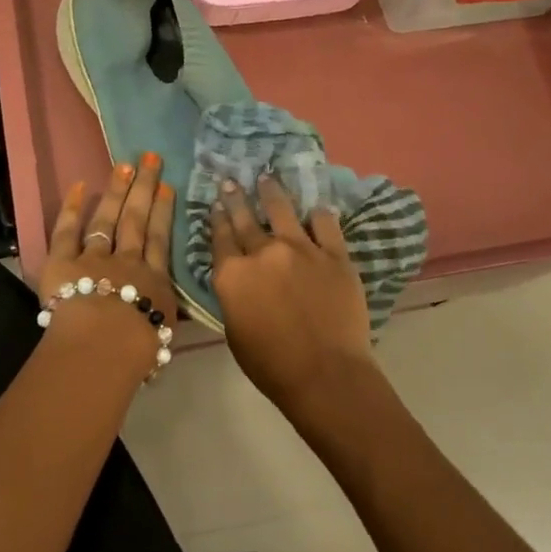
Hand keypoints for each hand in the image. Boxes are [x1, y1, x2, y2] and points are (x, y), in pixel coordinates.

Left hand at [40, 154, 178, 379]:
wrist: (103, 345)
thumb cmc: (137, 350)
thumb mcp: (162, 336)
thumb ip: (162, 319)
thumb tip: (163, 317)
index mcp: (153, 282)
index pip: (160, 240)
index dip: (163, 212)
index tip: (167, 187)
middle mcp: (127, 262)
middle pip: (137, 220)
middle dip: (144, 188)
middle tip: (150, 159)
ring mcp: (94, 257)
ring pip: (107, 219)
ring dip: (116, 191)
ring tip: (124, 165)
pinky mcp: (63, 261)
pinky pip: (67, 231)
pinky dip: (71, 208)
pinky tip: (78, 185)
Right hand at [211, 176, 374, 417]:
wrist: (325, 374)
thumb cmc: (271, 364)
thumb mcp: (233, 331)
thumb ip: (234, 296)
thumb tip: (239, 280)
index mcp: (232, 274)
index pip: (220, 238)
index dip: (217, 219)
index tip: (215, 203)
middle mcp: (263, 253)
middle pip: (245, 218)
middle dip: (236, 197)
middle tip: (231, 180)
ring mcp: (302, 249)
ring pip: (283, 210)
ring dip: (271, 192)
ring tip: (267, 177)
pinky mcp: (335, 255)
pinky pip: (326, 224)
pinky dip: (319, 214)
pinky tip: (316, 207)